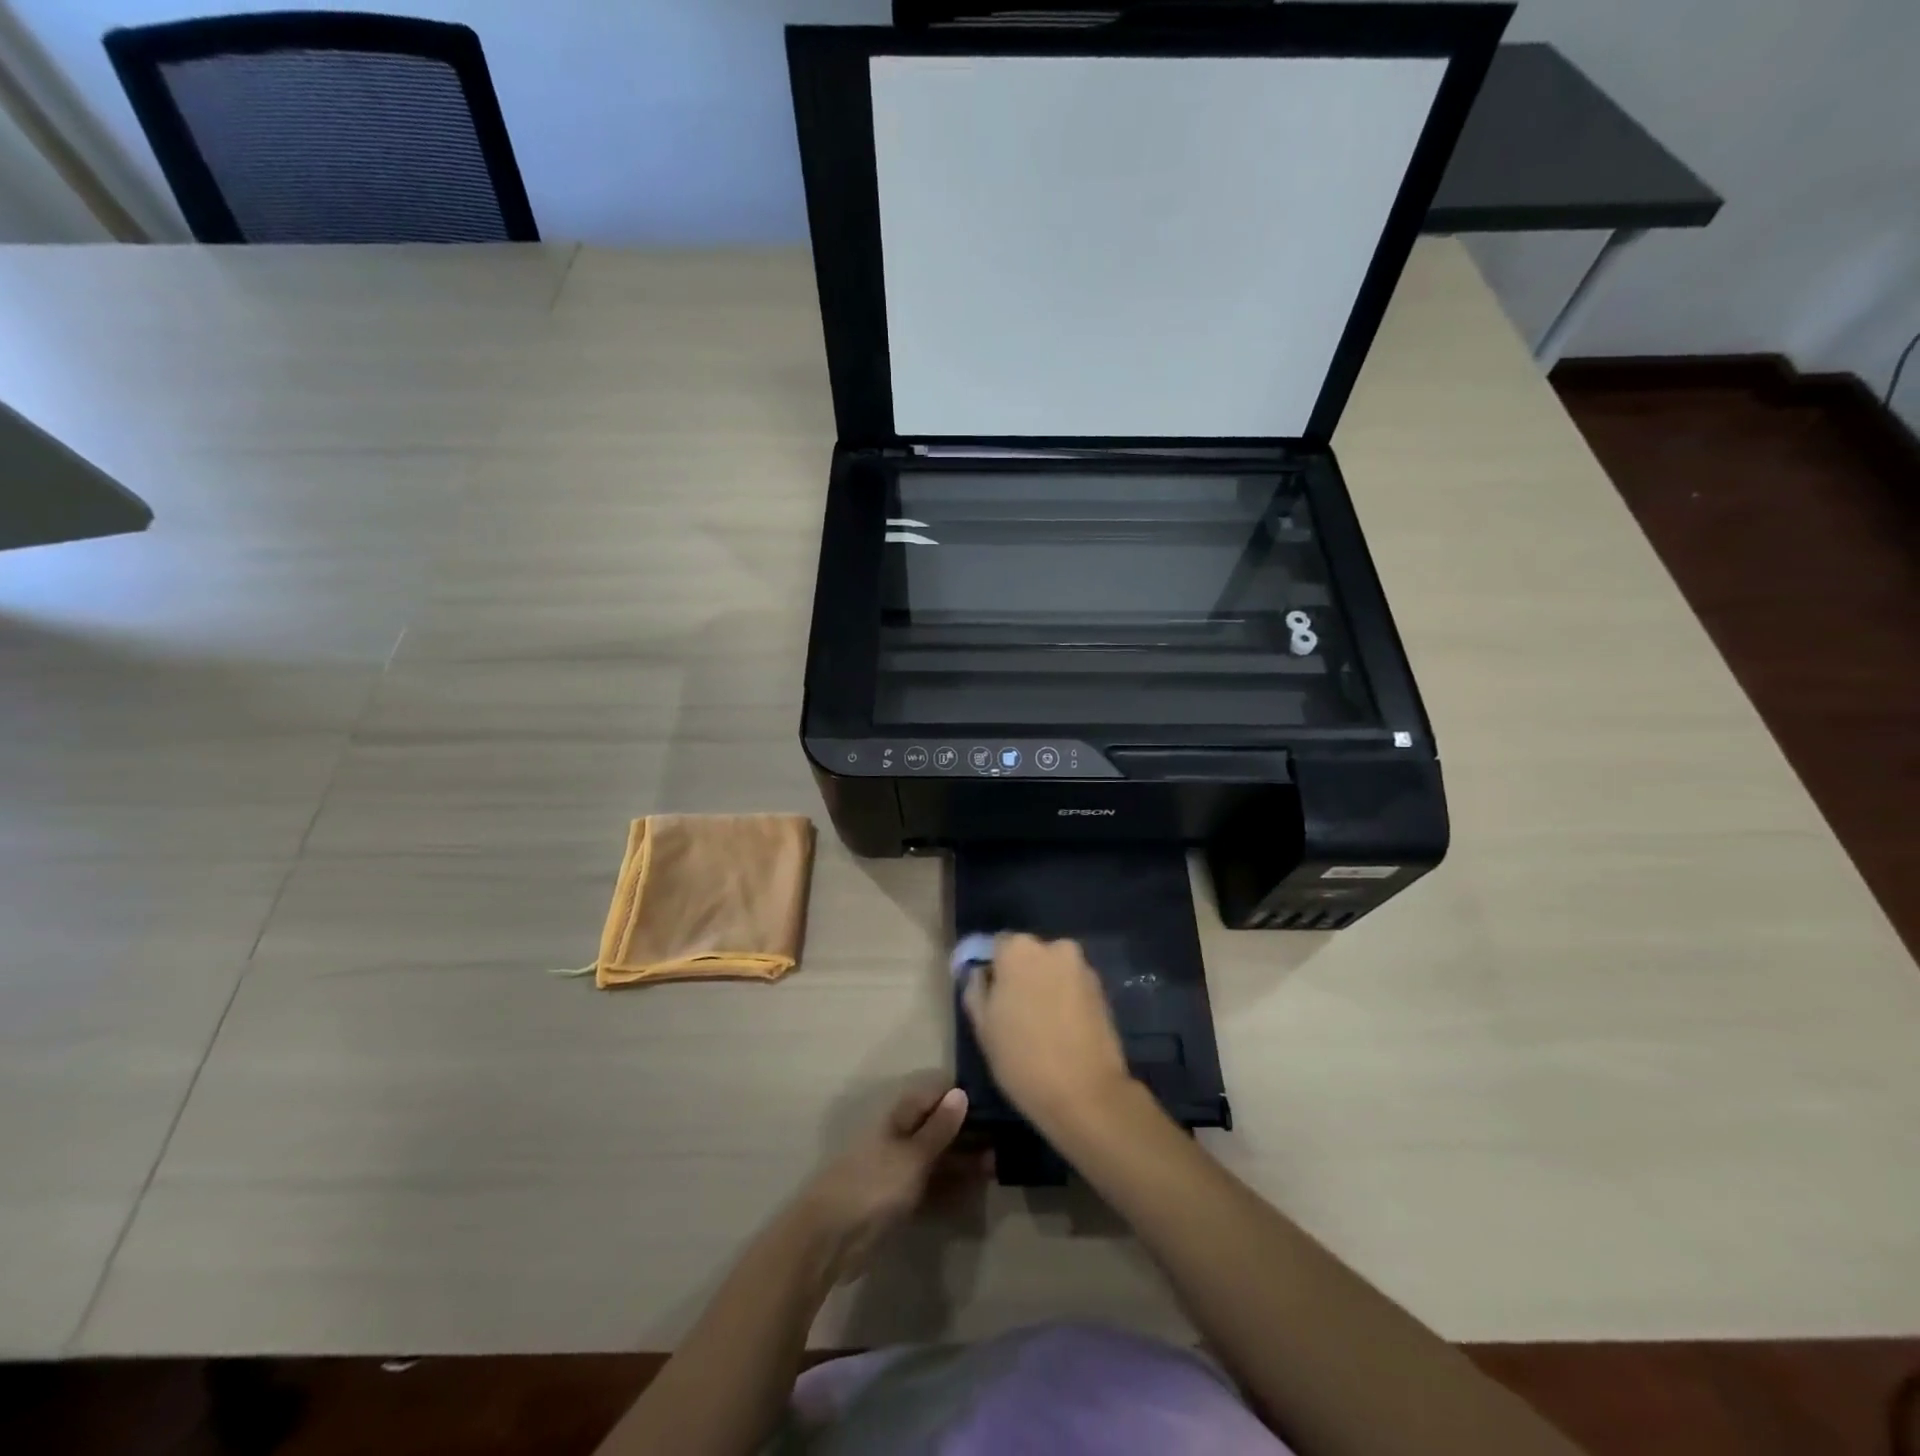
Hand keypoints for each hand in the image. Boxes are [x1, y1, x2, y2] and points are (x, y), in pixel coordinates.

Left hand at [796, 1078, 982, 1282]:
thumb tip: (961, 1091)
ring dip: (964, 1161)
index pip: (936, 1094)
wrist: (831, 1239)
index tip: (995, 1103)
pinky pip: (932, 1186)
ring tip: (997, 1167)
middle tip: (1004, 1142)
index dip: (963, 1096)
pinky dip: (952, 1187)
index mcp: (899, 1115)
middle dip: (969, 1132)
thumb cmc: (873, 1185)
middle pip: (939, 1126)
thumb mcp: (912, 1155)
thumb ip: (939, 1128)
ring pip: (938, 1157)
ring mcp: (899, 1168)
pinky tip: (975, 1192)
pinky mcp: (899, 1199)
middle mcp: (901, 1135)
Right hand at [962, 933, 1131, 1133]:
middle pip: (1028, 955)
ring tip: (1040, 1024)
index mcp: (1019, 949)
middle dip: (1021, 975)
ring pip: (1053, 970)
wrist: (1086, 1094)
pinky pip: (1073, 986)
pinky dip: (1065, 999)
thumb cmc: (1023, 1058)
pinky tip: (1062, 1030)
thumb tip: (980, 973)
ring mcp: (1082, 966)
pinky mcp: (1102, 989)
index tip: (991, 998)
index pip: (997, 946)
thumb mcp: (983, 1027)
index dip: (992, 971)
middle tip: (1014, 1012)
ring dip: (1045, 986)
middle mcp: (1053, 947)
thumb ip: (976, 989)